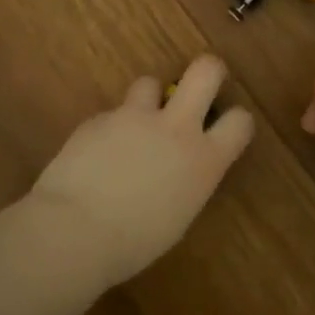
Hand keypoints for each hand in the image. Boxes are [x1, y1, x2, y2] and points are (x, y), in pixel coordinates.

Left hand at [30, 55, 254, 286]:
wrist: (74, 231)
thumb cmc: (133, 243)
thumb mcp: (178, 216)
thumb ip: (186, 181)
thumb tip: (178, 170)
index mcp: (204, 160)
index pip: (241, 121)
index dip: (236, 120)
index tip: (225, 127)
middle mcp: (176, 127)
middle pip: (206, 71)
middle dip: (208, 71)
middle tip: (200, 85)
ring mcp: (134, 117)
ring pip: (150, 83)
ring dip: (148, 100)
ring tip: (135, 125)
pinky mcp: (99, 118)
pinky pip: (112, 115)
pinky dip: (110, 129)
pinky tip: (95, 156)